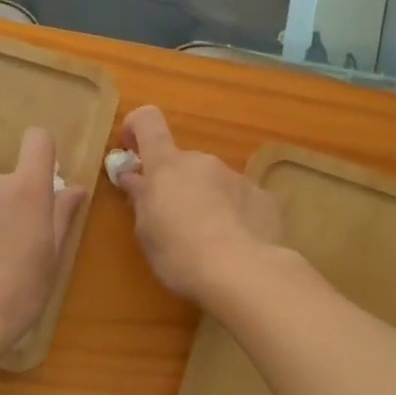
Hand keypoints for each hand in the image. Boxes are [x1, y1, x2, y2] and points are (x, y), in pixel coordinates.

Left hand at [0, 126, 87, 356]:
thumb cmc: (19, 290)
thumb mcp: (52, 257)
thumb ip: (62, 215)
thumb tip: (74, 188)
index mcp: (26, 189)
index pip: (38, 141)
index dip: (43, 153)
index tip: (43, 180)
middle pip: (5, 181)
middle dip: (9, 204)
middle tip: (10, 246)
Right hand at [112, 106, 282, 304]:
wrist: (242, 272)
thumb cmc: (179, 253)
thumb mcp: (146, 230)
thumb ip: (141, 198)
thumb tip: (134, 178)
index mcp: (167, 165)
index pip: (148, 122)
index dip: (137, 128)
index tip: (131, 149)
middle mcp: (203, 161)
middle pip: (183, 163)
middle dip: (176, 185)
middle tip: (172, 222)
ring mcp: (237, 177)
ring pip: (214, 182)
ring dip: (206, 201)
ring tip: (208, 241)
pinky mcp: (264, 198)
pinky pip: (241, 200)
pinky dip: (235, 215)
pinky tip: (236, 245)